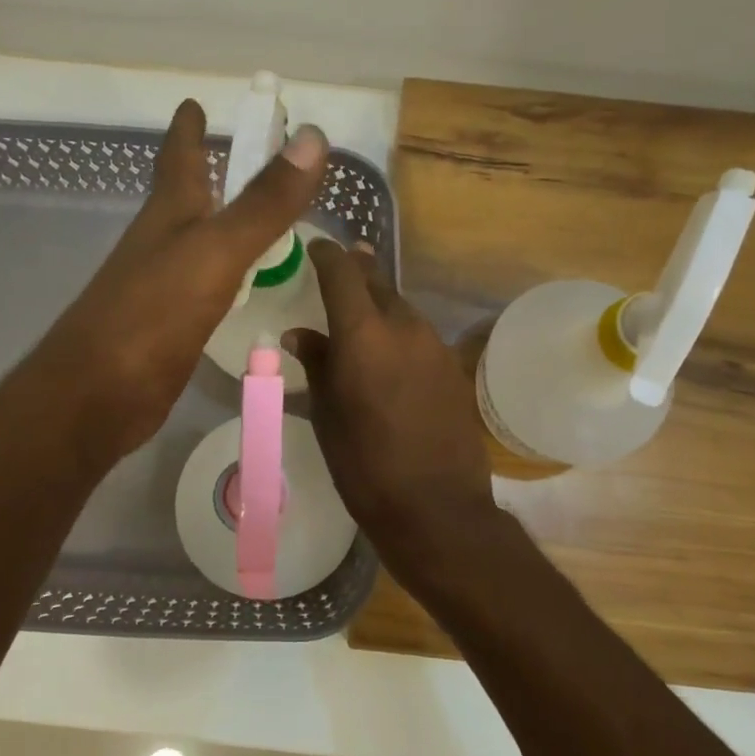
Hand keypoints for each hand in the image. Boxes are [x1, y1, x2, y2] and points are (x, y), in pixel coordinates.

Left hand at [26, 98, 326, 459]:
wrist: (97, 396)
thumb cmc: (152, 315)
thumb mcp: (216, 252)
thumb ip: (263, 203)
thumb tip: (313, 138)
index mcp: (168, 216)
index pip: (178, 157)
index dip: (188, 128)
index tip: (195, 101)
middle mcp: (161, 245)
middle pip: (184, 197)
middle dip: (208, 173)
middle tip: (240, 156)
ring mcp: (161, 288)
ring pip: (196, 244)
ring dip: (221, 226)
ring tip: (256, 219)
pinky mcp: (169, 328)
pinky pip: (205, 288)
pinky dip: (227, 276)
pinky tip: (242, 287)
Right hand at [284, 242, 499, 579]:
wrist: (437, 508)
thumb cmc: (365, 466)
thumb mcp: (327, 416)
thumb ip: (316, 365)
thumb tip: (300, 334)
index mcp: (364, 334)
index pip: (343, 273)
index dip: (326, 254)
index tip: (314, 247)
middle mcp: (405, 327)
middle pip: (378, 283)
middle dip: (356, 272)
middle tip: (338, 270)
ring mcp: (436, 346)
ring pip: (402, 308)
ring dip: (380, 305)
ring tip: (360, 317)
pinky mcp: (454, 368)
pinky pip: (420, 336)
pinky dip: (400, 333)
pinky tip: (389, 356)